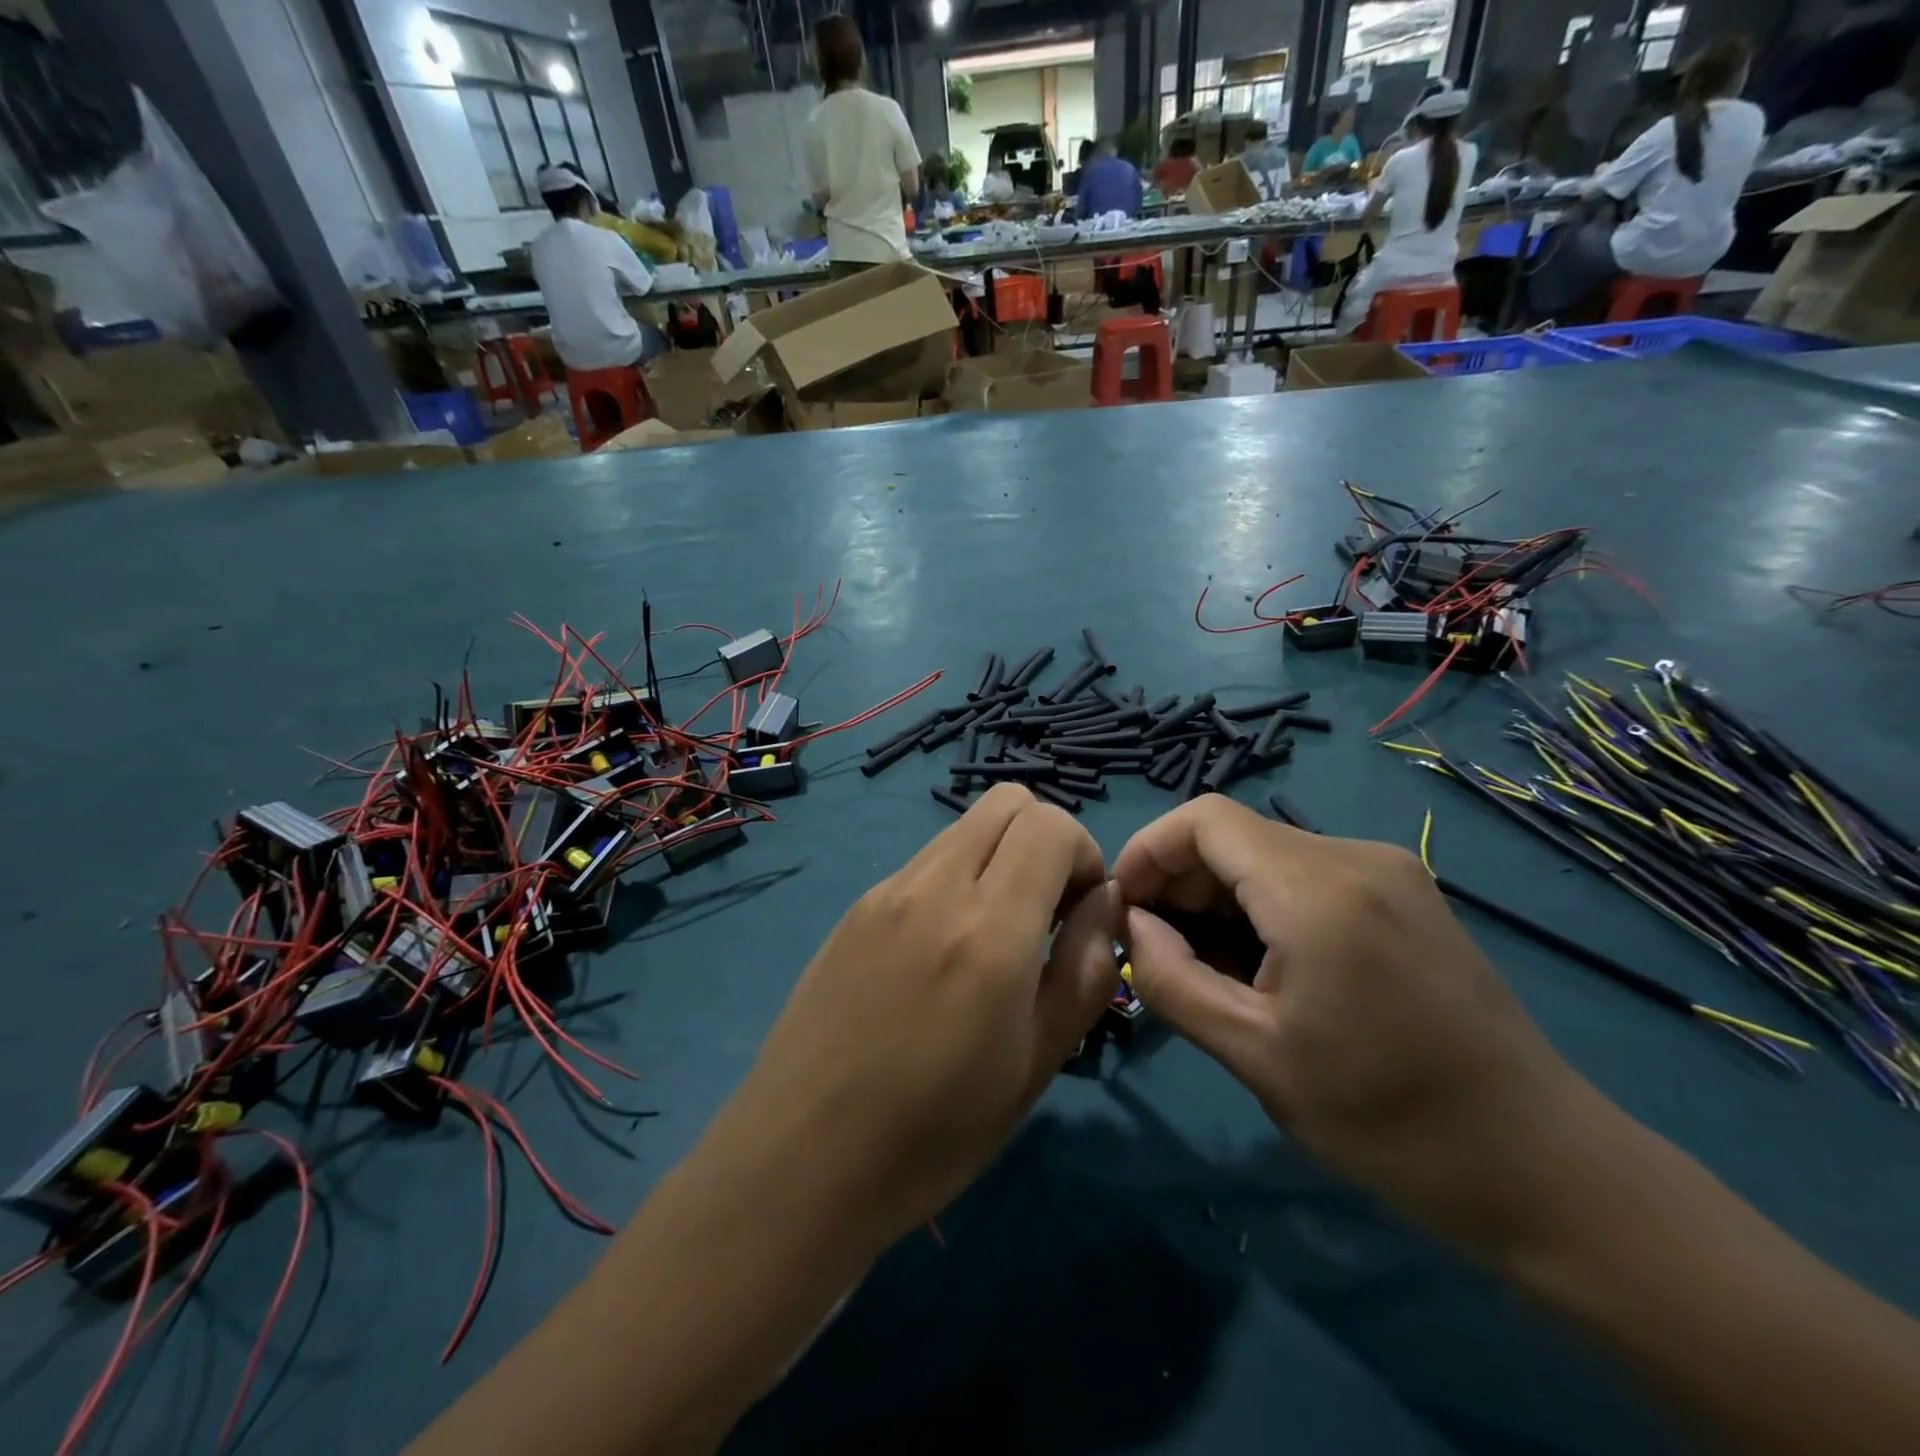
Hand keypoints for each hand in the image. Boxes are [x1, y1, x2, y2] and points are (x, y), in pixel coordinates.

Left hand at [729, 784, 1118, 1249]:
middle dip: (1045, 839)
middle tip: (1045, 913)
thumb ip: (1086, 969)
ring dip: (997, 858)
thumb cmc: (933, 1134)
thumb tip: (1106, 900)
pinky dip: (955, 881)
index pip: (1051, 823)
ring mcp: (885, 892)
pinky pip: (924, 863)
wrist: (799, 1161)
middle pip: (1006, 801)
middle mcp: (933, 887)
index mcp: (987, 929)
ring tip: (992, 939)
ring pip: (963, 828)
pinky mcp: (854, 908)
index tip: (1079, 915)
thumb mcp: (1038, 1064)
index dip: (1085, 856)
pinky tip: (940, 956)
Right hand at [1113, 797, 1597, 1258]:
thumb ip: (1169, 978)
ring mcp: (1388, 871)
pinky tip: (1264, 967)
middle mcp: (1356, 856)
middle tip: (1158, 952)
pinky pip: (1306, 875)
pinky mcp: (1405, 894)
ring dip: (1219, 899)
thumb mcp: (1254, 1055)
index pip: (1203, 819)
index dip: (1148, 852)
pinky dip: (1263, 906)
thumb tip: (1130, 923)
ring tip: (1210, 969)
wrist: (1543, 1169)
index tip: (1124, 912)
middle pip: (1233, 835)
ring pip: (1267, 855)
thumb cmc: (1388, 1120)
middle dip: (1180, 883)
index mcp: (1318, 889)